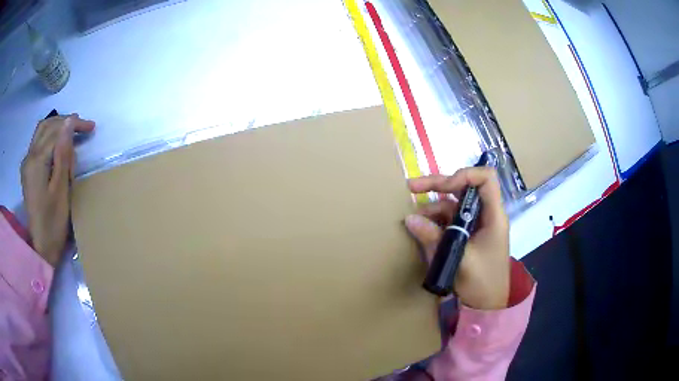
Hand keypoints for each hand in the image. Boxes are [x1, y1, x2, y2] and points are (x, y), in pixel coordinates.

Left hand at [21, 114, 94, 265]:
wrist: (40, 248)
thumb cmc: (53, 223)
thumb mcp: (61, 190)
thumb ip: (63, 155)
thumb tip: (69, 123)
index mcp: (37, 161)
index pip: (56, 130)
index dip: (74, 124)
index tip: (91, 127)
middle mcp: (29, 157)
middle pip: (47, 126)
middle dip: (66, 122)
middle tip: (83, 127)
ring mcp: (27, 163)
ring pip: (42, 131)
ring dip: (57, 127)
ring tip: (72, 132)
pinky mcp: (28, 171)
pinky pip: (38, 142)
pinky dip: (50, 137)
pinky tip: (58, 145)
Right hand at [405, 167, 509, 309]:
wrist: (488, 305)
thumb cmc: (482, 282)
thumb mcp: (458, 259)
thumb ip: (434, 238)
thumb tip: (410, 219)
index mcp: (493, 216)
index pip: (486, 179)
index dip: (465, 175)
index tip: (443, 187)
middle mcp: (485, 215)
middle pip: (465, 188)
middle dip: (439, 185)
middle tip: (412, 186)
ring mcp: (476, 225)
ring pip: (454, 204)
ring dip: (433, 208)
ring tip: (415, 220)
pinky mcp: (467, 235)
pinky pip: (450, 220)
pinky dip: (435, 222)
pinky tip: (422, 228)